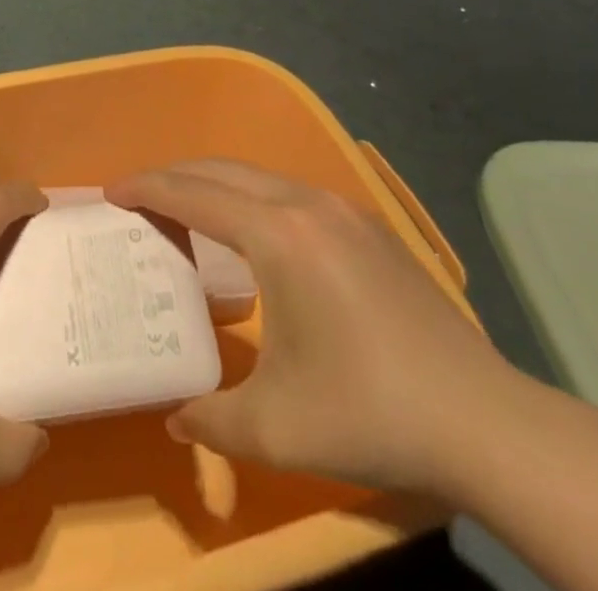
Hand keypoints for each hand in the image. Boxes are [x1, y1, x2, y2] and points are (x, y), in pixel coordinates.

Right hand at [107, 159, 524, 494]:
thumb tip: (176, 418)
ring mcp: (342, 208)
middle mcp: (305, 204)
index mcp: (277, 235)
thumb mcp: (276, 428)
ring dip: (213, 183)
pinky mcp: (366, 226)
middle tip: (139, 199)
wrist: (487, 423)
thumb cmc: (370, 413)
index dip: (147, 189)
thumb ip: (211, 418)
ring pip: (257, 174)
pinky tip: (251, 233)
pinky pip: (288, 190)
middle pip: (221, 169)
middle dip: (173, 176)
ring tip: (185, 211)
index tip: (110, 192)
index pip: (193, 194)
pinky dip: (250, 196)